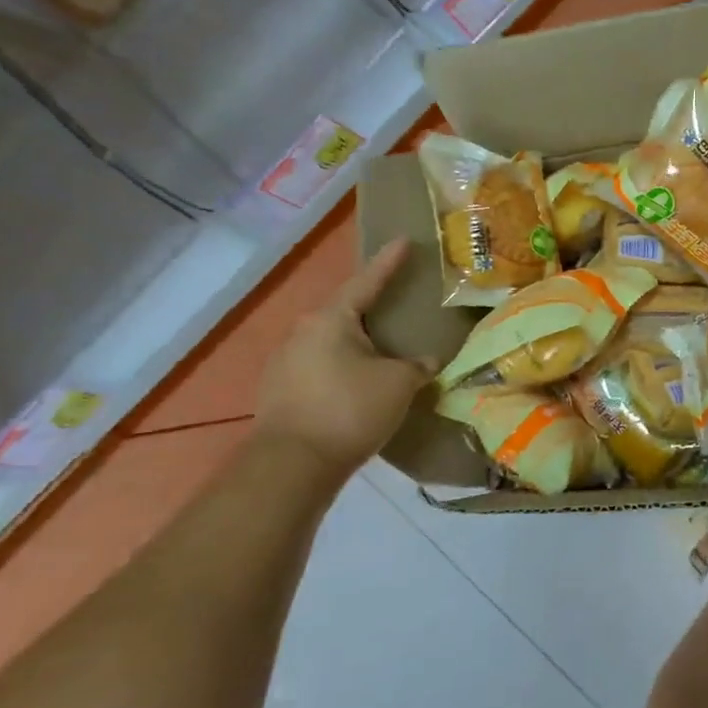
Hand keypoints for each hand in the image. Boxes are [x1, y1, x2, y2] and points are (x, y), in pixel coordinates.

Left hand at [256, 240, 435, 472]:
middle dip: (372, 310)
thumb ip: (418, 366)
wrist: (292, 465)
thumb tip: (428, 361)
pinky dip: (343, 369)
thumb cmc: (350, 409)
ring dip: (357, 344)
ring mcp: (285, 362)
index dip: (389, 263)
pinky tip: (359, 385)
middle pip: (346, 313)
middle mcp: (302, 332)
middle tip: (398, 306)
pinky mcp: (279, 392)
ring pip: (331, 342)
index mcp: (331, 320)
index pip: (367, 282)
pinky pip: (320, 367)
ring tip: (383, 352)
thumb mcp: (399, 383)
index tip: (403, 241)